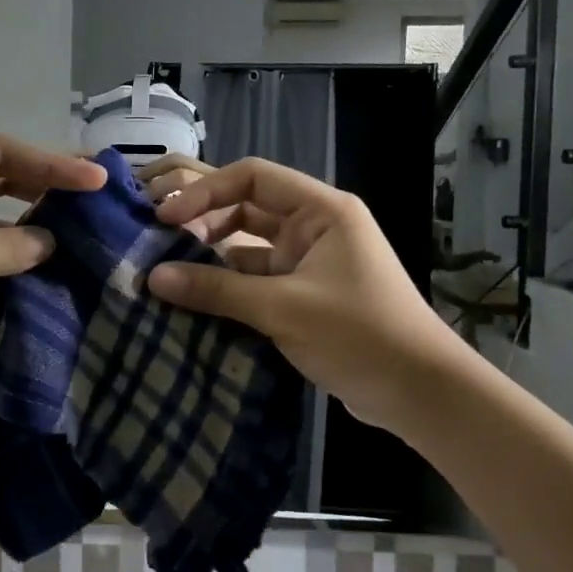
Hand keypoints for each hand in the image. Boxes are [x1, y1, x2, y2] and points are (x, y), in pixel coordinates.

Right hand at [146, 157, 458, 428]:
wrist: (421, 394)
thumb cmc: (360, 335)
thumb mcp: (284, 309)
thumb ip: (217, 290)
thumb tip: (152, 278)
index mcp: (320, 210)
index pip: (251, 178)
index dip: (204, 192)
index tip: (165, 219)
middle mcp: (313, 225)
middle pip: (245, 205)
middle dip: (200, 215)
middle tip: (152, 229)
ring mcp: (307, 259)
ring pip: (246, 242)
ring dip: (209, 250)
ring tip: (163, 262)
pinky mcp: (302, 291)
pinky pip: (253, 274)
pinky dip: (224, 281)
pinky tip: (191, 293)